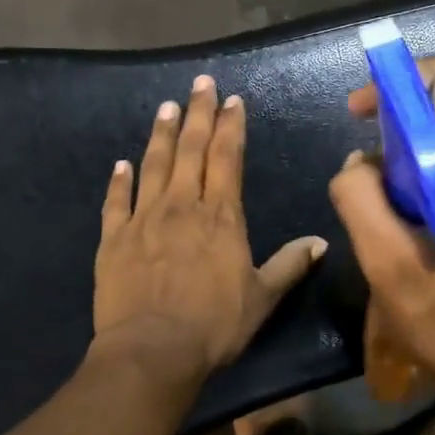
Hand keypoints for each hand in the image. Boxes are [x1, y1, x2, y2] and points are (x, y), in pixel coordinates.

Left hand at [95, 74, 326, 383]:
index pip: (227, 158)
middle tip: (200, 83)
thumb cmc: (214, 325)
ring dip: (161, 134)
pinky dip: (118, 180)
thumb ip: (290, 265)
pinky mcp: (113, 239)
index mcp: (221, 216)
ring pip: (153, 165)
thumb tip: (321, 242)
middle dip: (198, 113)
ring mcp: (143, 219)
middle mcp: (182, 206)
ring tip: (166, 107)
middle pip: (190, 149)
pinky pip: (115, 201)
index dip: (231, 126)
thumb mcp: (262, 298)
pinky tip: (120, 163)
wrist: (152, 351)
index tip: (233, 100)